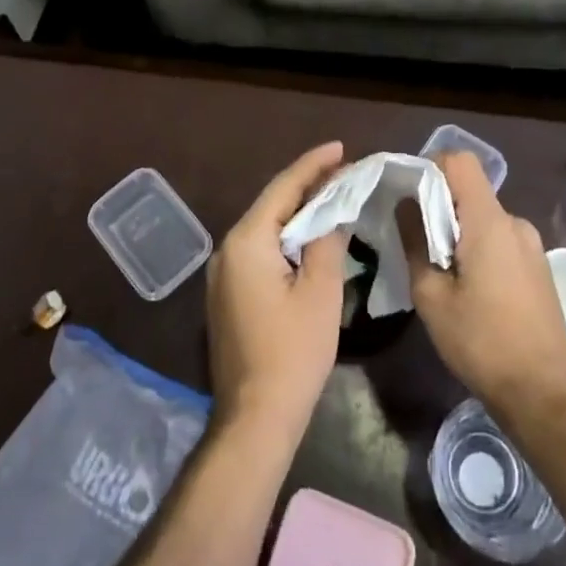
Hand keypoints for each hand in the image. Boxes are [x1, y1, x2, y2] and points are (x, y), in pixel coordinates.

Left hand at [206, 141, 349, 446]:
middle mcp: (228, 249)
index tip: (340, 147)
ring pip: (265, 228)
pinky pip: (259, 250)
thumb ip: (327, 241)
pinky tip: (308, 238)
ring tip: (331, 196)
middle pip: (271, 205)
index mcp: (247, 241)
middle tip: (342, 171)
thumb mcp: (320, 292)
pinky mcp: (227, 294)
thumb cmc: (293, 353)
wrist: (255, 417)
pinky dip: (285, 238)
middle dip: (306, 186)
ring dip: (296, 213)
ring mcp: (223, 273)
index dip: (313, 165)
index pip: (283, 188)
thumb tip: (333, 212)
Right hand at [398, 151, 565, 421]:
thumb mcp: (431, 296)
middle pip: (470, 190)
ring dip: (457, 230)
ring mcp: (531, 244)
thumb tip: (406, 204)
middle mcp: (515, 223)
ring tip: (439, 270)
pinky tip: (468, 287)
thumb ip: (415, 241)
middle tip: (415, 240)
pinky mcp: (538, 266)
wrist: (544, 395)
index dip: (430, 166)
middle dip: (438, 205)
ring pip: (483, 217)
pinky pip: (499, 238)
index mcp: (490, 222)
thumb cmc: (481, 343)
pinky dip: (477, 247)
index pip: (460, 161)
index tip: (407, 195)